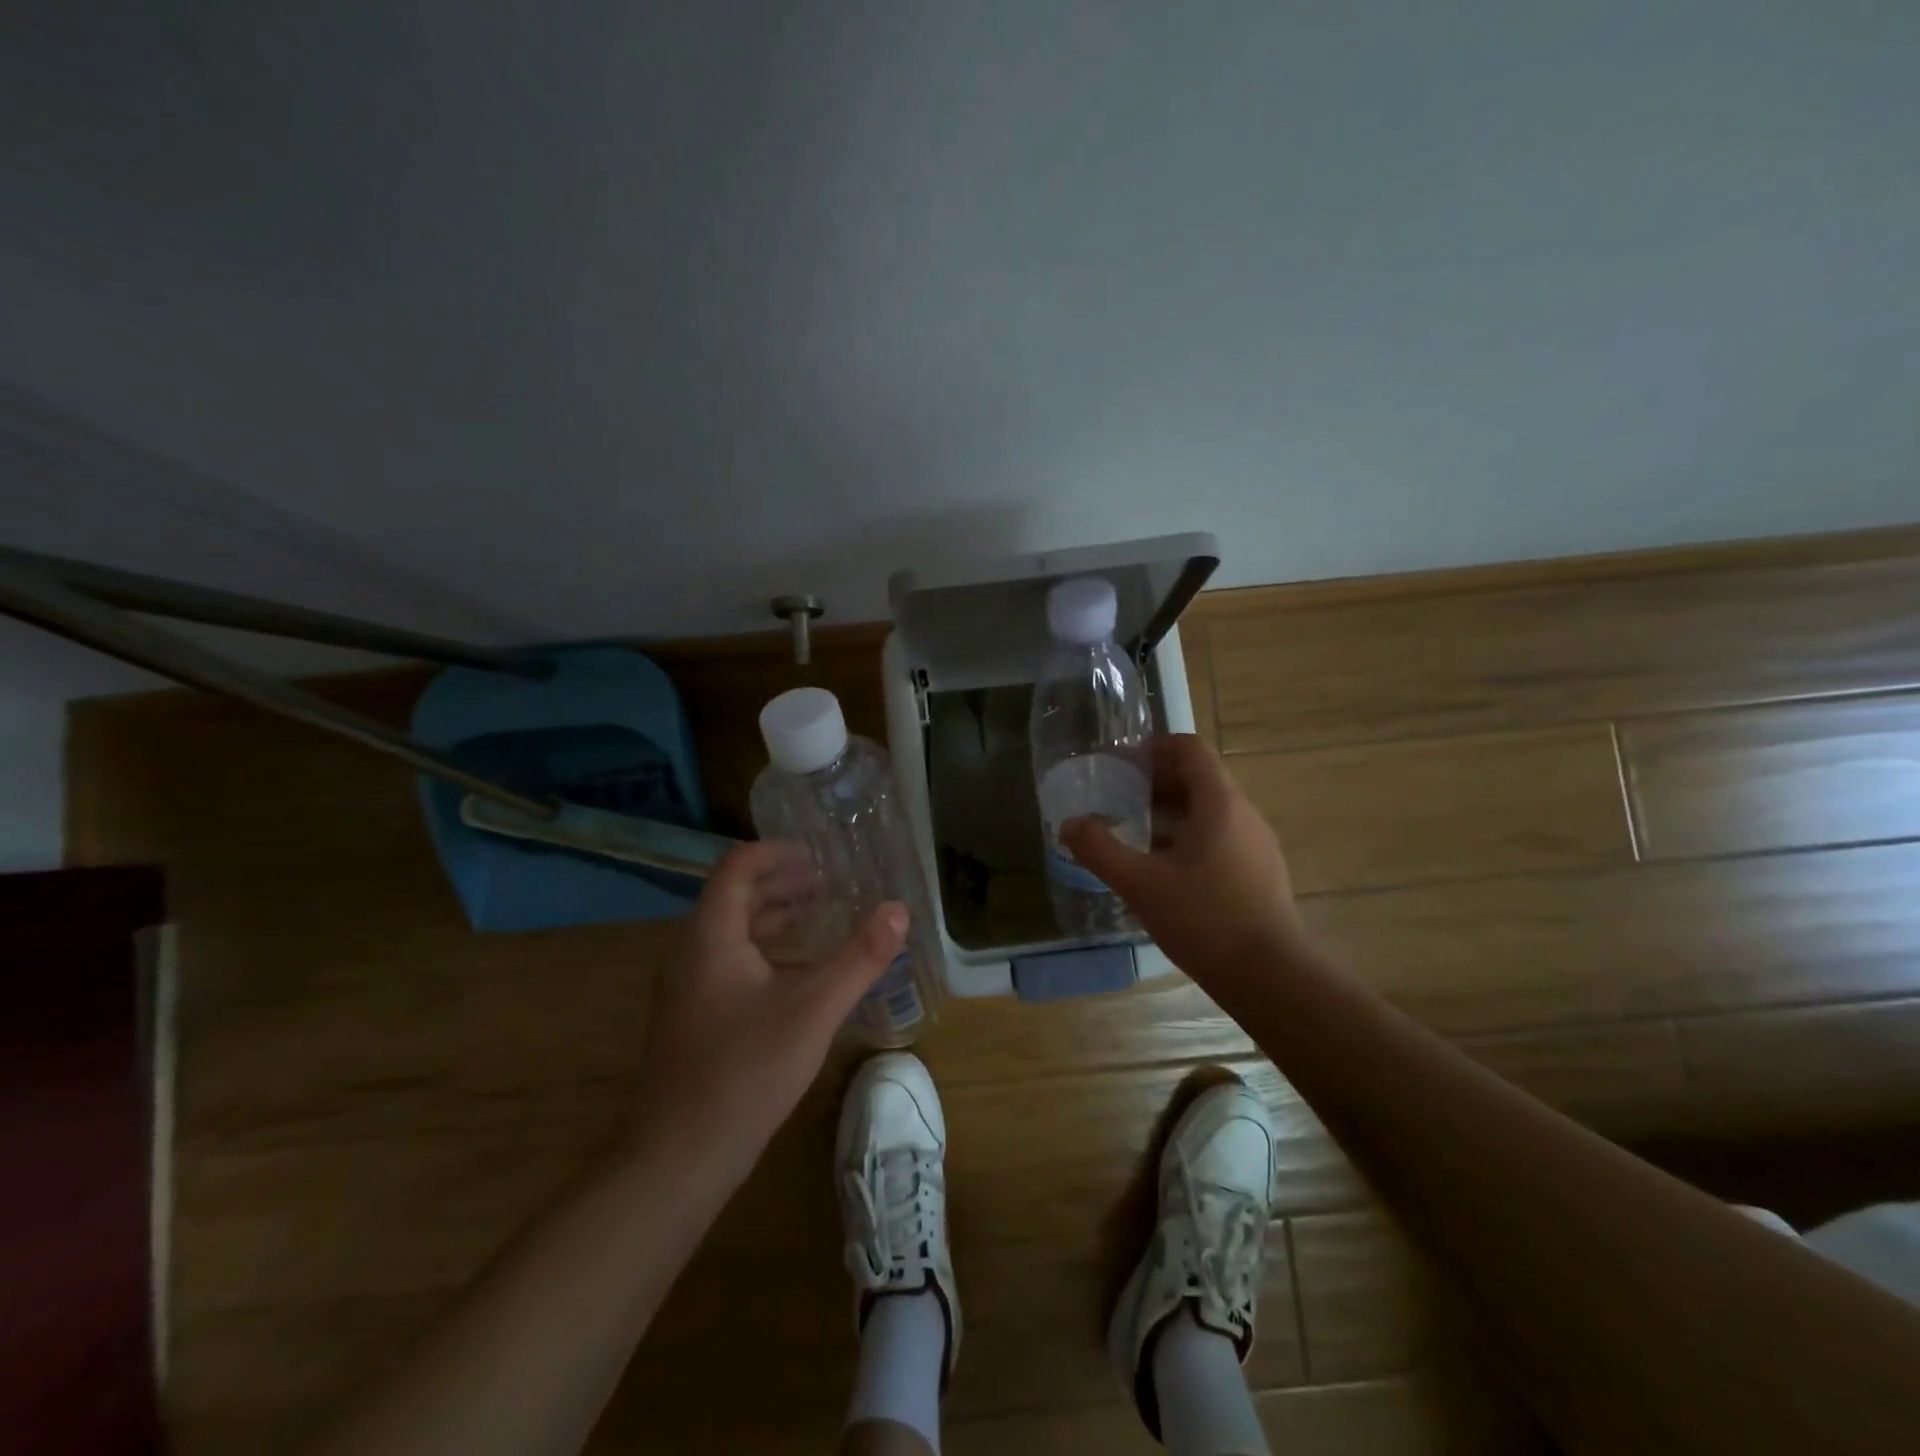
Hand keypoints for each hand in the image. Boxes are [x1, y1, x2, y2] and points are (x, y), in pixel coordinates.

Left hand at [629, 841, 906, 1181]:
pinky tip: (802, 975)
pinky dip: (769, 952)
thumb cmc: (745, 1071)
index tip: (820, 855)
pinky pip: (733, 964)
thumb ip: (859, 957)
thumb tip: (898, 908)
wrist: (677, 1158)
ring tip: (823, 917)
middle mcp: (693, 954)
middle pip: (736, 897)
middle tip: (832, 883)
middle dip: (784, 883)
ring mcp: (691, 990)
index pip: (738, 867)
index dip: (777, 852)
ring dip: (777, 918)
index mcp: (712, 937)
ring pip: (735, 933)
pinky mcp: (697, 1020)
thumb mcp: (813, 1009)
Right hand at [1061, 735, 1303, 983]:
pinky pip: (1221, 837)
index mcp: (1219, 803)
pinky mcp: (1260, 872)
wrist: (1272, 978)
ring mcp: (1256, 844)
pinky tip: (1165, 872)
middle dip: (1156, 782)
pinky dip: (1189, 837)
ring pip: (1210, 810)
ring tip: (1136, 835)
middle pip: (1199, 777)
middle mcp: (1243, 814)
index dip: (1154, 748)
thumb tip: (1069, 824)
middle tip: (1119, 800)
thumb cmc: (1205, 920)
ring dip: (1171, 812)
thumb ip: (1099, 850)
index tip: (1122, 766)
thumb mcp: (1140, 884)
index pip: (1190, 749)